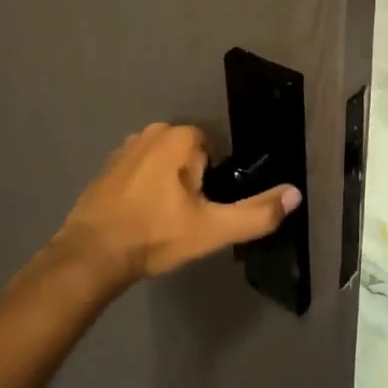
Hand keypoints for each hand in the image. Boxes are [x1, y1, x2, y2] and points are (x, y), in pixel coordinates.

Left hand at [56, 123, 300, 287]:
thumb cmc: (155, 236)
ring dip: (168, 185)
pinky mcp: (107, 166)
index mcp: (179, 137)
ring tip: (161, 220)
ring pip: (166, 164)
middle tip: (183, 217)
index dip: (213, 181)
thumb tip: (296, 194)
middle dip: (192, 182)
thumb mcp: (213, 229)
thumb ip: (257, 213)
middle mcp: (152, 131)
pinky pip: (141, 171)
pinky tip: (140, 217)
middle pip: (191, 155)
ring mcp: (125, 147)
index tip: (201, 208)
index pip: (215, 150)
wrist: (91, 256)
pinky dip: (145, 189)